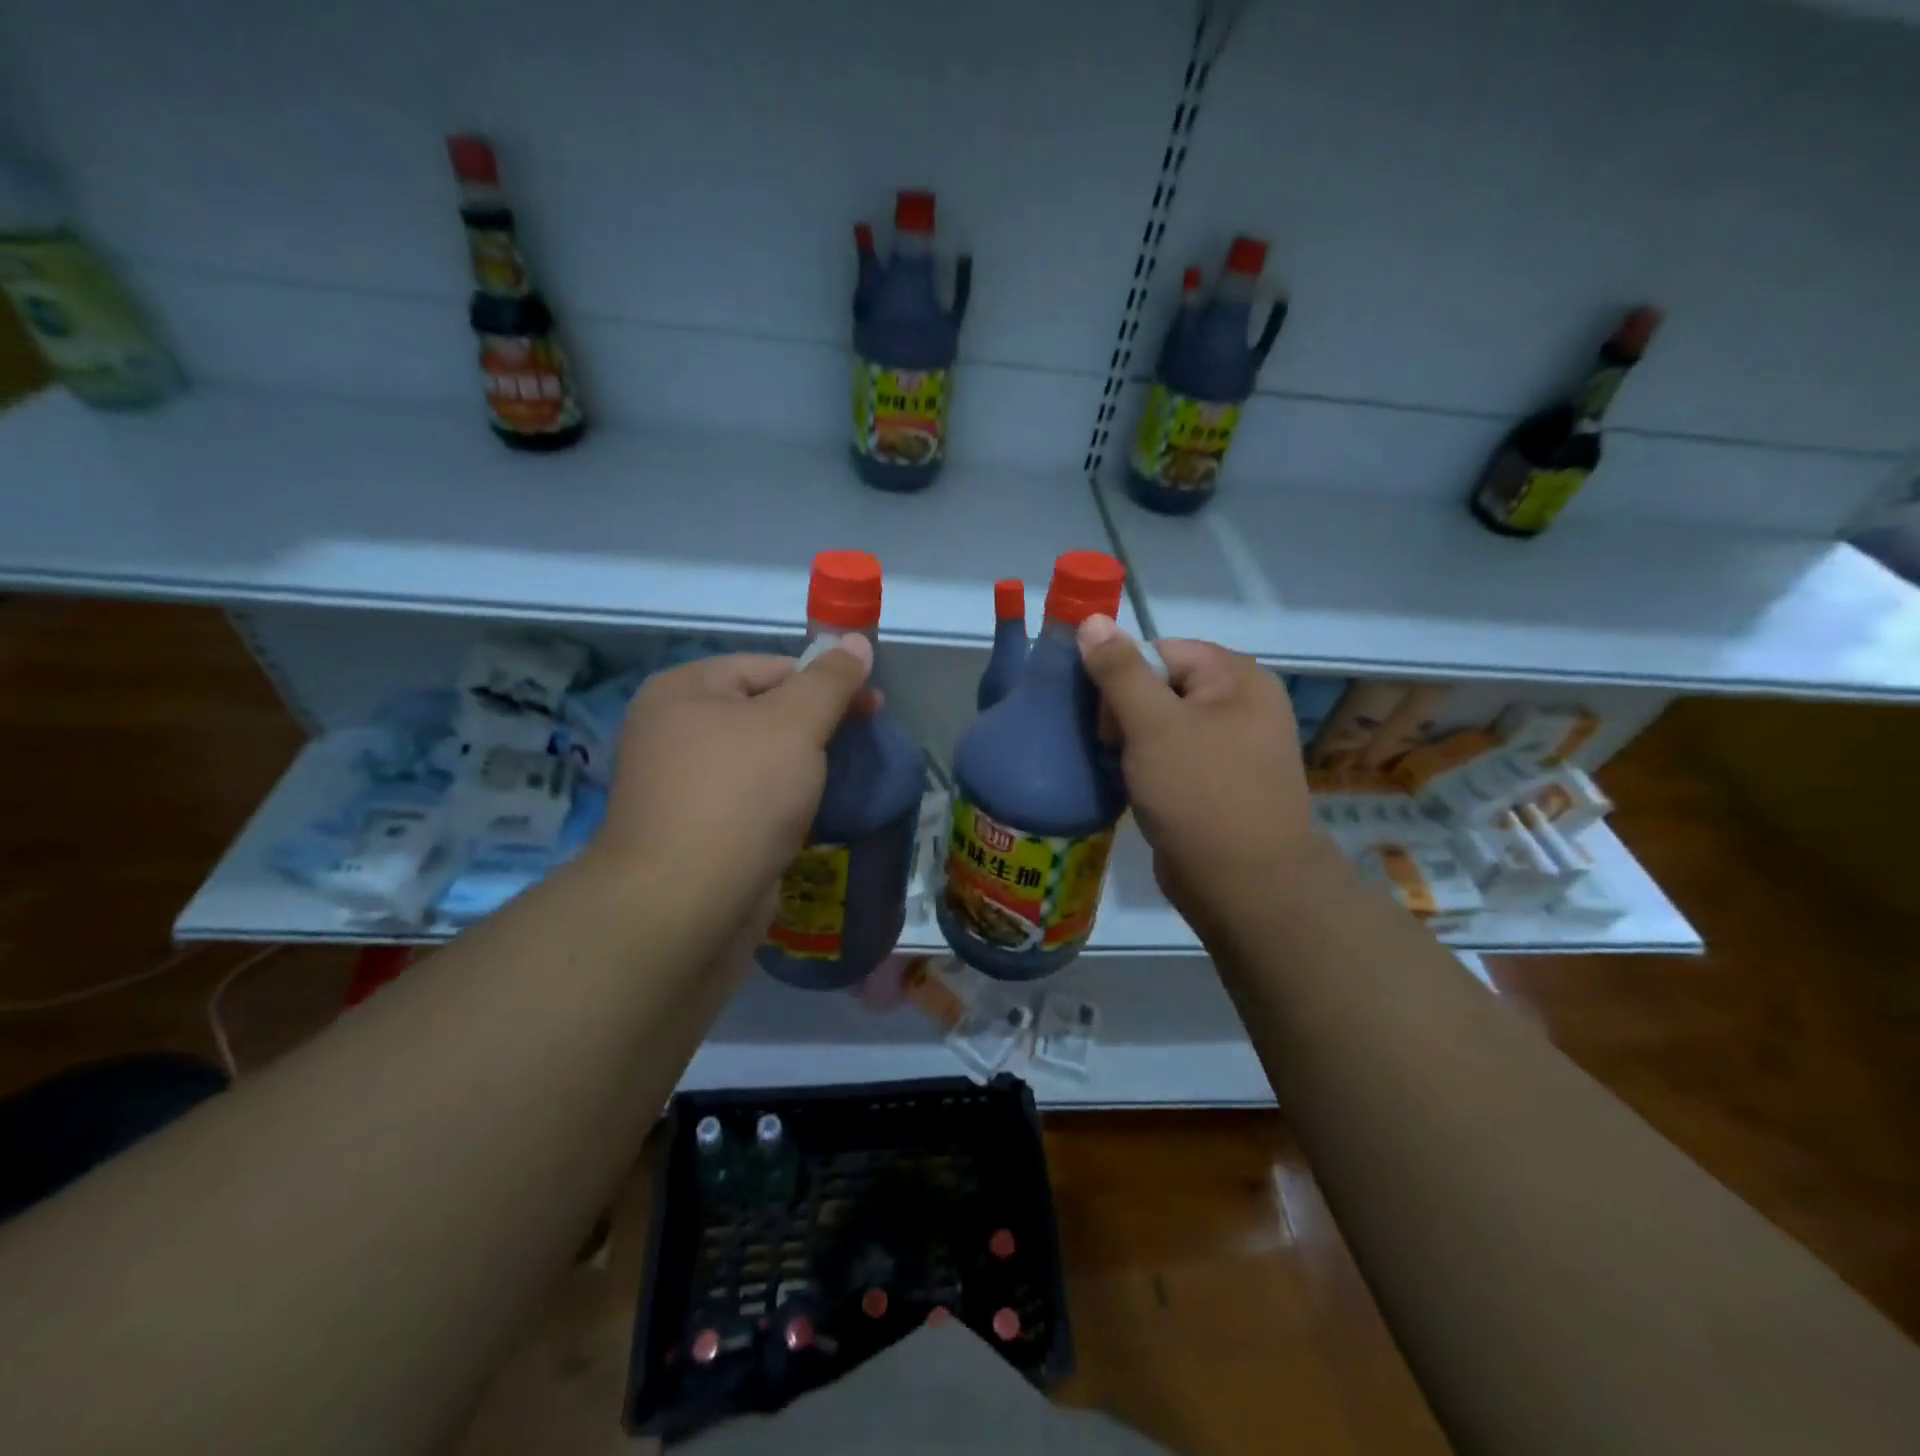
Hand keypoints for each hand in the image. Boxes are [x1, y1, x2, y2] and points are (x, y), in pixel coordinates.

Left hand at [590, 638, 876, 933]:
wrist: (684, 906)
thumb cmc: (740, 796)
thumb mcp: (795, 724)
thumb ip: (830, 681)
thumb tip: (856, 640)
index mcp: (683, 691)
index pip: (767, 666)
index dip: (824, 680)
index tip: (872, 705)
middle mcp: (672, 731)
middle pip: (762, 711)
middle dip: (815, 725)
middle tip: (862, 741)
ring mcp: (680, 785)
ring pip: (758, 759)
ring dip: (801, 766)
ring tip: (840, 780)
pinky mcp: (694, 831)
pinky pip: (749, 800)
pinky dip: (781, 802)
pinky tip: (809, 815)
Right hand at [1076, 615, 1318, 938]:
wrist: (1246, 886)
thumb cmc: (1200, 794)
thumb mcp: (1153, 725)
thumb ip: (1119, 671)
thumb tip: (1092, 619)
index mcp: (1236, 678)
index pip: (1160, 651)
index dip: (1123, 678)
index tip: (1103, 719)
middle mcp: (1240, 705)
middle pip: (1160, 686)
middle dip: (1124, 715)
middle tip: (1111, 750)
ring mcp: (1232, 747)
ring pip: (1161, 726)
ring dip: (1131, 744)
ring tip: (1118, 771)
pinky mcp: (1218, 783)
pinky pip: (1172, 758)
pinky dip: (1147, 768)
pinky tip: (1132, 789)